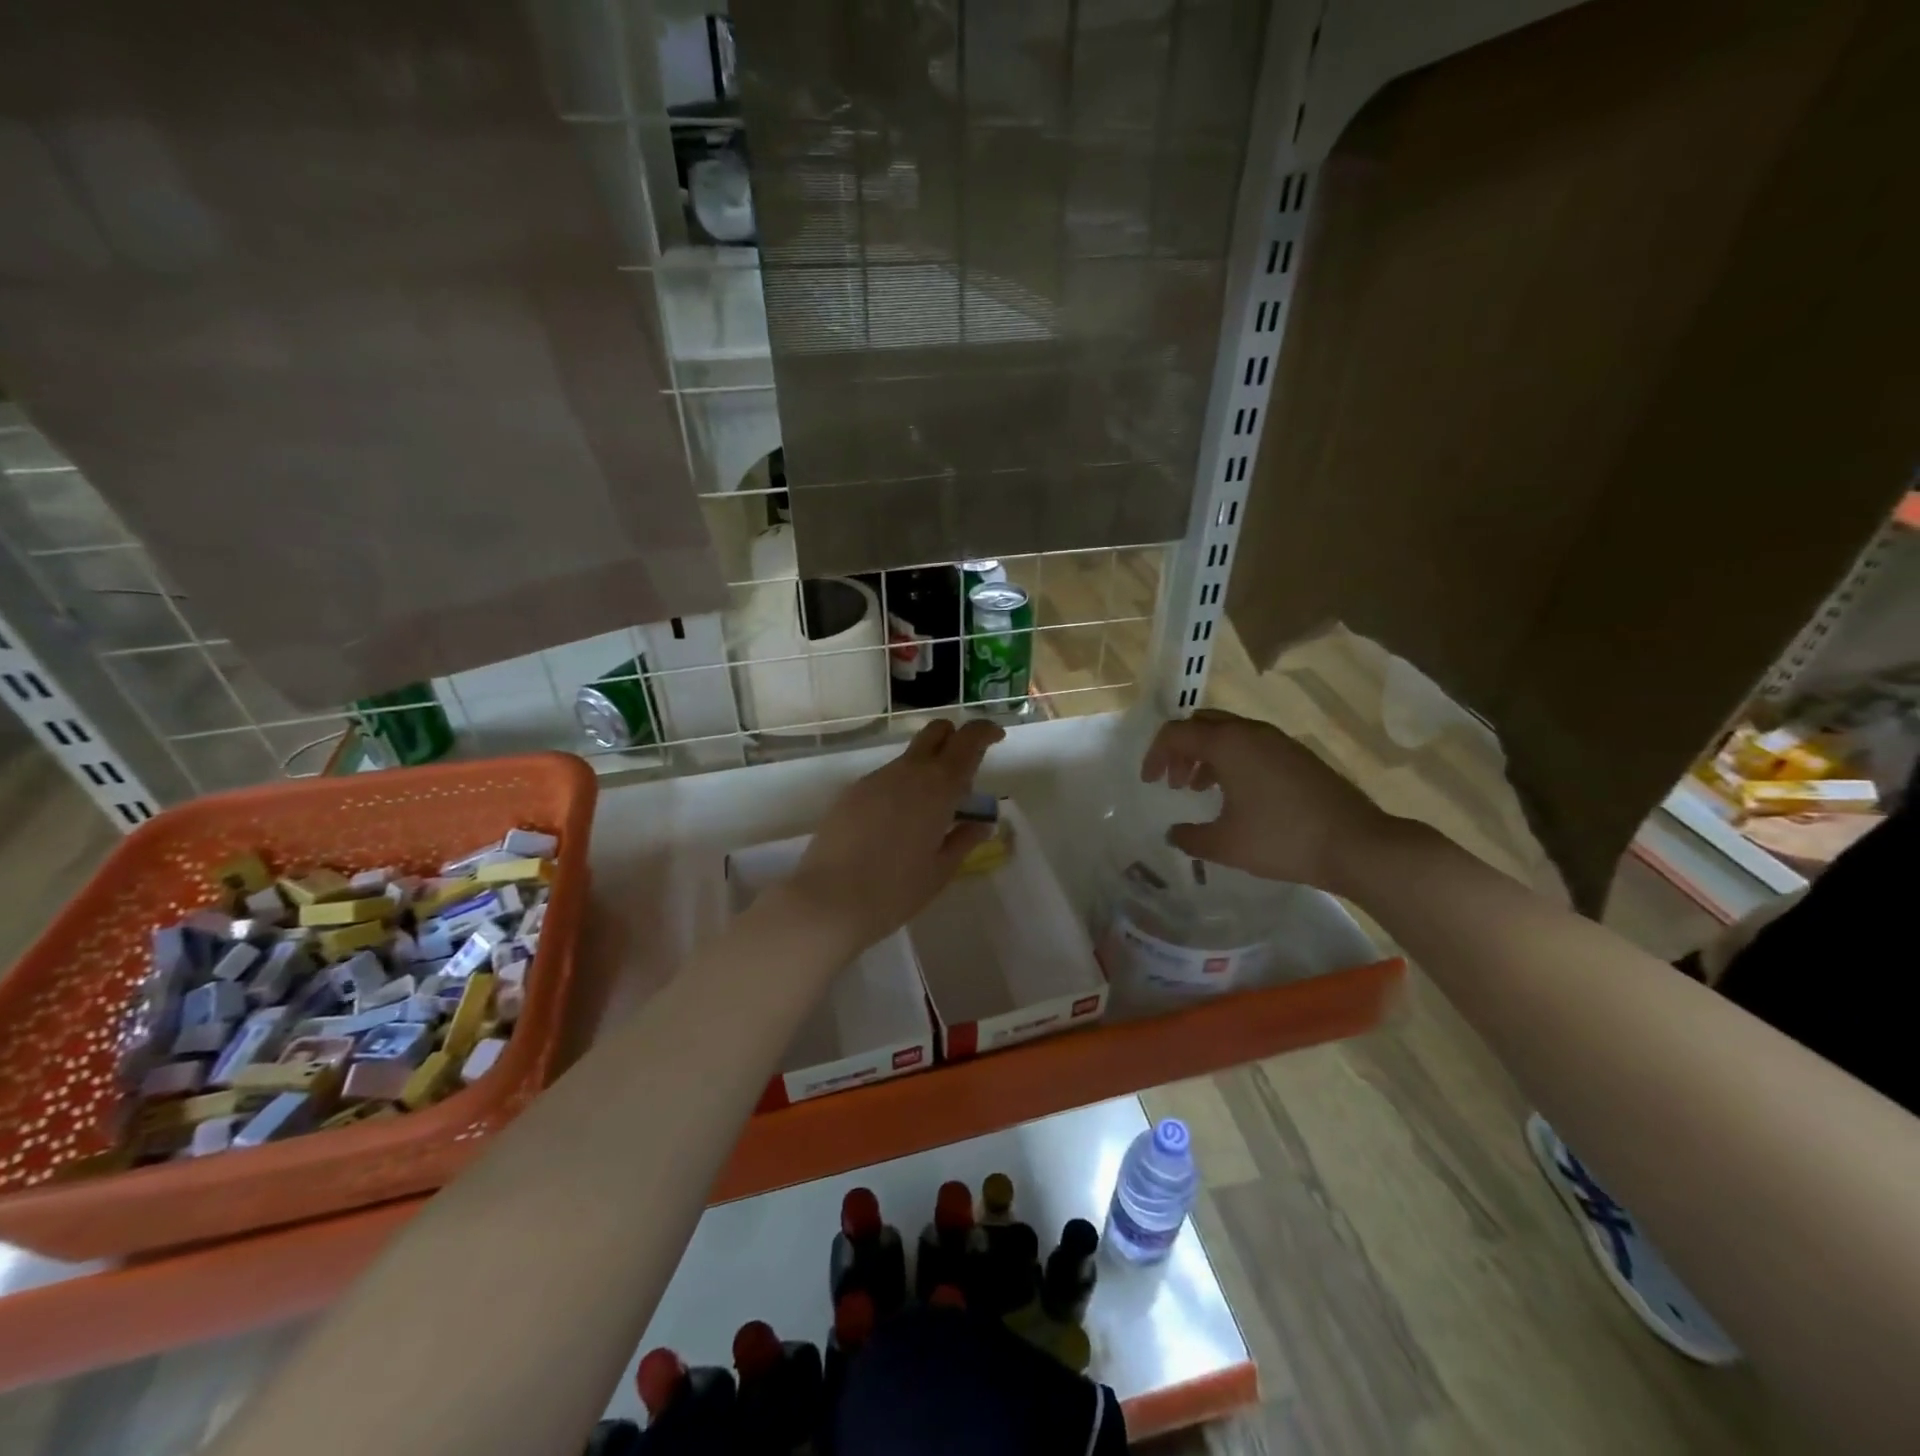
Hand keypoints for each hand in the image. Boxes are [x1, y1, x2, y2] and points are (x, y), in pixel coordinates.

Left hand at [783, 718, 1004, 952]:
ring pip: (909, 758)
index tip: (996, 739)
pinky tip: (896, 826)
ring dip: (927, 770)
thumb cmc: (895, 891)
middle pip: (936, 732)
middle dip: (954, 738)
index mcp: (938, 787)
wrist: (828, 900)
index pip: (968, 740)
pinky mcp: (851, 792)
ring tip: (929, 815)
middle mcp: (907, 772)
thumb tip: (981, 823)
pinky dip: (902, 788)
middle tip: (964, 772)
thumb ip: (964, 839)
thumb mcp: (941, 870)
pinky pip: (886, 779)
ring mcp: (875, 779)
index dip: (985, 732)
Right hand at [1141, 708, 1389, 891]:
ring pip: (1228, 734)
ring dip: (1206, 755)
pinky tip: (1236, 795)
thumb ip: (1190, 837)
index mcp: (1228, 744)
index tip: (1149, 782)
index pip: (1176, 733)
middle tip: (1172, 781)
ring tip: (1199, 789)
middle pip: (1202, 724)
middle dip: (1180, 749)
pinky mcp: (1297, 756)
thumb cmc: (1281, 839)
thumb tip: (1174, 834)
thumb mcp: (1225, 845)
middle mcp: (1251, 732)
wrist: (1356, 844)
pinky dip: (1231, 761)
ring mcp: (1279, 742)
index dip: (1155, 755)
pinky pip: (1251, 745)